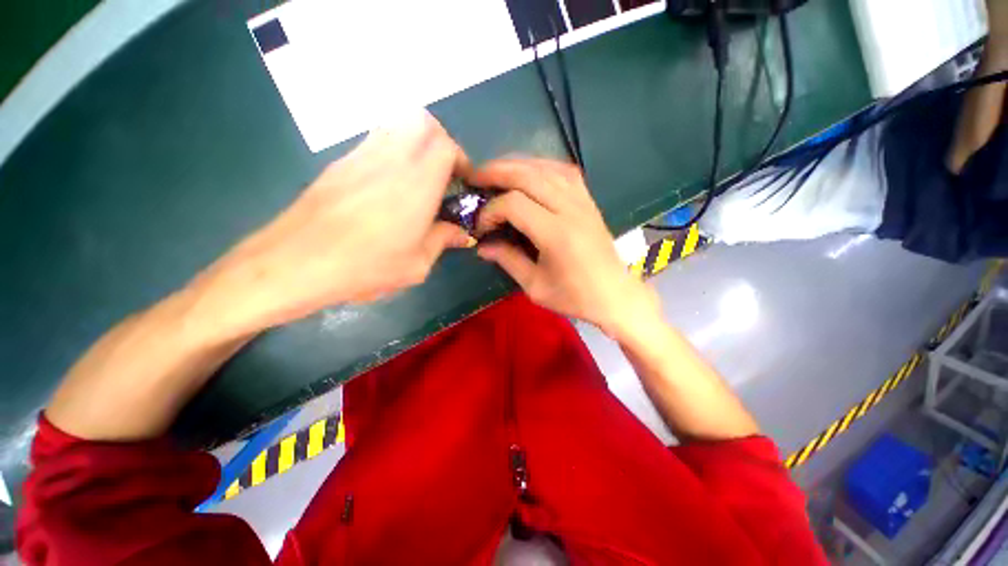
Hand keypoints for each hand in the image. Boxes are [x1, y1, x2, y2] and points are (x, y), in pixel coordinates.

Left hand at [195, 111, 471, 336]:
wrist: (296, 263)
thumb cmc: (365, 266)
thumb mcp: (417, 264)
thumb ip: (443, 241)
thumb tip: (462, 233)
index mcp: (417, 184)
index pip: (446, 146)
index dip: (461, 159)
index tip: (463, 182)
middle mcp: (391, 159)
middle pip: (423, 121)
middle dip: (441, 141)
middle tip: (443, 173)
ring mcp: (361, 155)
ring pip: (397, 123)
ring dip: (416, 141)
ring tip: (419, 176)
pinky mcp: (340, 162)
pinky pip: (375, 139)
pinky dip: (393, 149)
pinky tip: (389, 184)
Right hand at [472, 158, 658, 337]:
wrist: (614, 295)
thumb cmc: (575, 297)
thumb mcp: (535, 286)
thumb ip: (507, 260)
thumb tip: (481, 245)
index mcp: (556, 234)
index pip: (514, 204)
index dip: (490, 211)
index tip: (480, 226)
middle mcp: (570, 209)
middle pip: (528, 175)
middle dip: (496, 172)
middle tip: (475, 177)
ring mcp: (583, 201)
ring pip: (546, 168)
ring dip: (517, 165)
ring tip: (496, 171)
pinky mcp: (589, 200)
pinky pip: (564, 172)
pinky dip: (541, 166)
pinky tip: (529, 172)